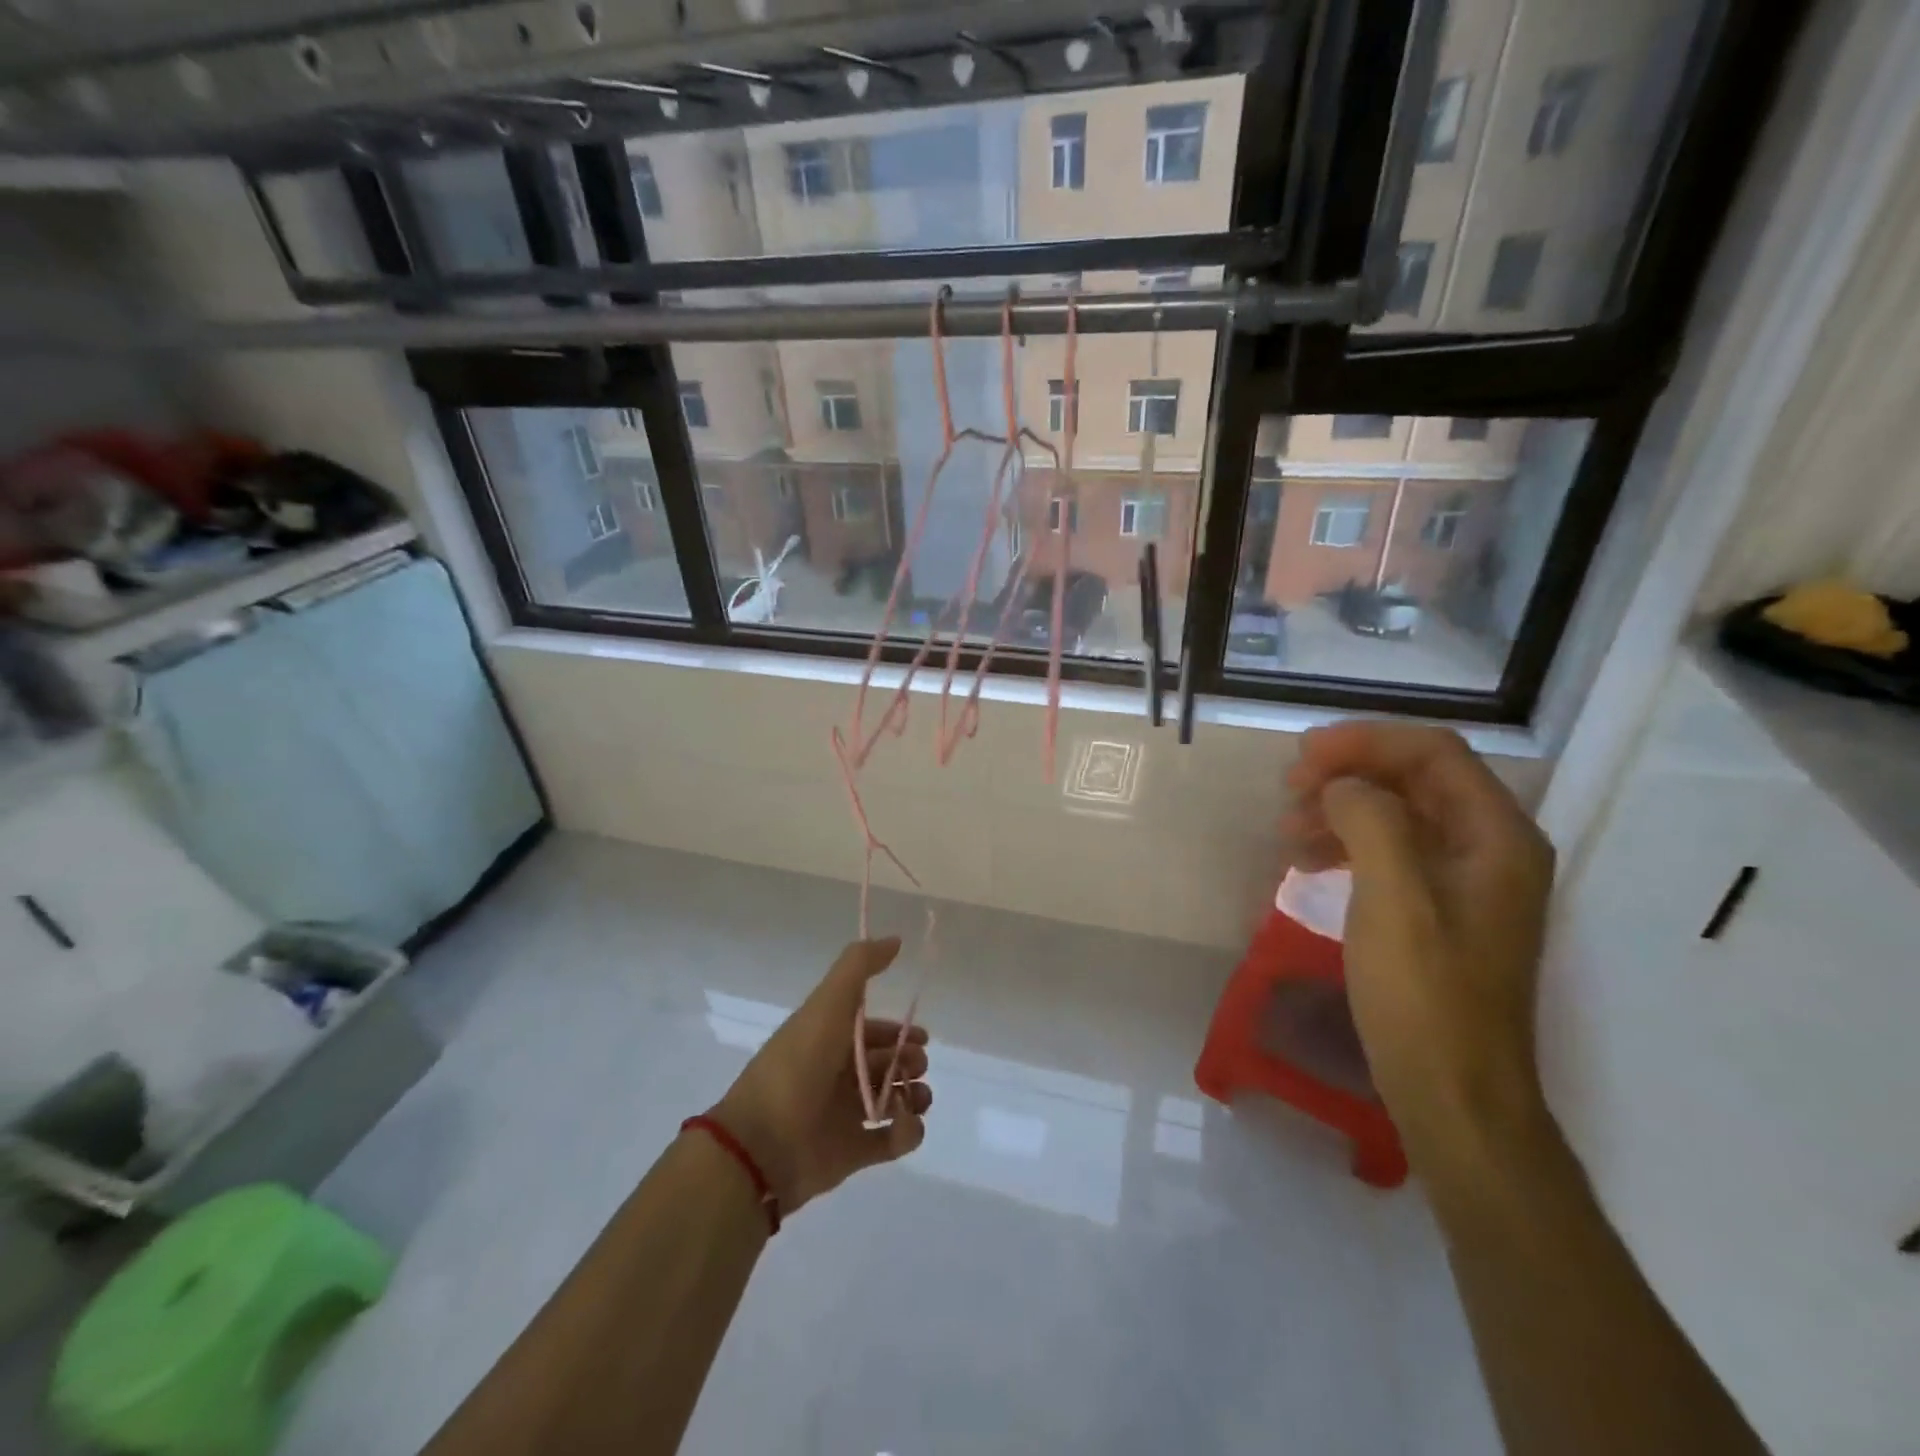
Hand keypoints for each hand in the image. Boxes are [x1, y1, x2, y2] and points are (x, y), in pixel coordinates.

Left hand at [712, 938, 931, 1215]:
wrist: (763, 1143)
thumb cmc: (798, 1065)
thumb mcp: (828, 1003)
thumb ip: (860, 966)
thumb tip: (896, 940)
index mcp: (829, 1038)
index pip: (872, 1030)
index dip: (899, 1031)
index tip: (922, 1036)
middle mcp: (838, 1073)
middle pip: (887, 1064)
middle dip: (910, 1062)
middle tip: (915, 1067)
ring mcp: (845, 1114)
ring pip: (894, 1100)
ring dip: (915, 1096)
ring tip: (916, 1098)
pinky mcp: (852, 1152)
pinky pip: (892, 1141)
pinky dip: (909, 1132)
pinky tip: (908, 1123)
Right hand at [1284, 723, 1555, 1173]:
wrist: (1454, 1094)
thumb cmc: (1425, 995)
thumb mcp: (1393, 898)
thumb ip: (1371, 822)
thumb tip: (1342, 788)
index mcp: (1497, 836)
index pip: (1432, 753)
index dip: (1365, 742)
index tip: (1302, 757)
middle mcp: (1492, 848)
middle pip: (1417, 778)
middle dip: (1350, 772)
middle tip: (1289, 788)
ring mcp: (1468, 882)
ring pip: (1401, 814)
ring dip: (1343, 808)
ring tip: (1288, 826)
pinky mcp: (1441, 912)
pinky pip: (1393, 853)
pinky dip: (1348, 844)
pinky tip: (1308, 861)